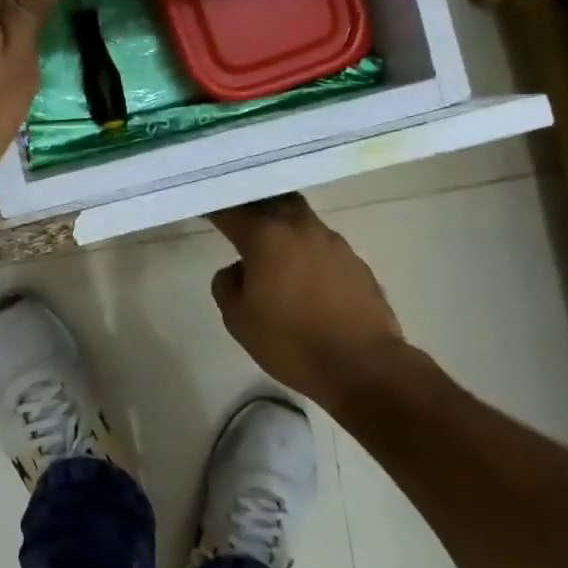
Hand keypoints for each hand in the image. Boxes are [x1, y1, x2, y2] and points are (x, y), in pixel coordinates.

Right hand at [208, 195, 405, 404]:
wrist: (363, 365)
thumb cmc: (291, 342)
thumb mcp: (239, 320)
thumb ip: (227, 285)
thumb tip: (238, 270)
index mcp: (266, 235)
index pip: (232, 210)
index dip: (215, 209)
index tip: (205, 210)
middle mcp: (300, 226)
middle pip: (271, 201)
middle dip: (253, 206)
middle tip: (239, 221)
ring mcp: (332, 241)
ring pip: (299, 218)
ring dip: (282, 227)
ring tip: (272, 250)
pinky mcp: (355, 260)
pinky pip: (321, 243)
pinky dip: (306, 250)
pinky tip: (304, 275)